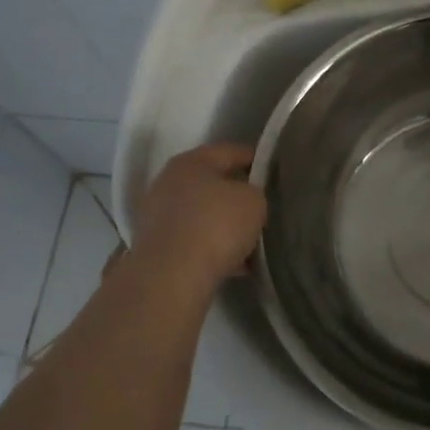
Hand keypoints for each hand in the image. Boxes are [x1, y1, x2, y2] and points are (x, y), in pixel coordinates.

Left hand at [126, 143, 267, 296]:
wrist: (171, 278)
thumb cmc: (216, 225)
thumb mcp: (253, 201)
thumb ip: (255, 193)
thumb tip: (246, 201)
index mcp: (191, 162)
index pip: (230, 151)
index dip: (255, 159)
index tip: (273, 172)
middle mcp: (169, 183)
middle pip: (212, 184)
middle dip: (237, 197)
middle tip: (262, 209)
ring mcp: (158, 217)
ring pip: (202, 216)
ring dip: (225, 227)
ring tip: (252, 243)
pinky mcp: (156, 249)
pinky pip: (193, 242)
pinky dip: (213, 250)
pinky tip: (236, 266)